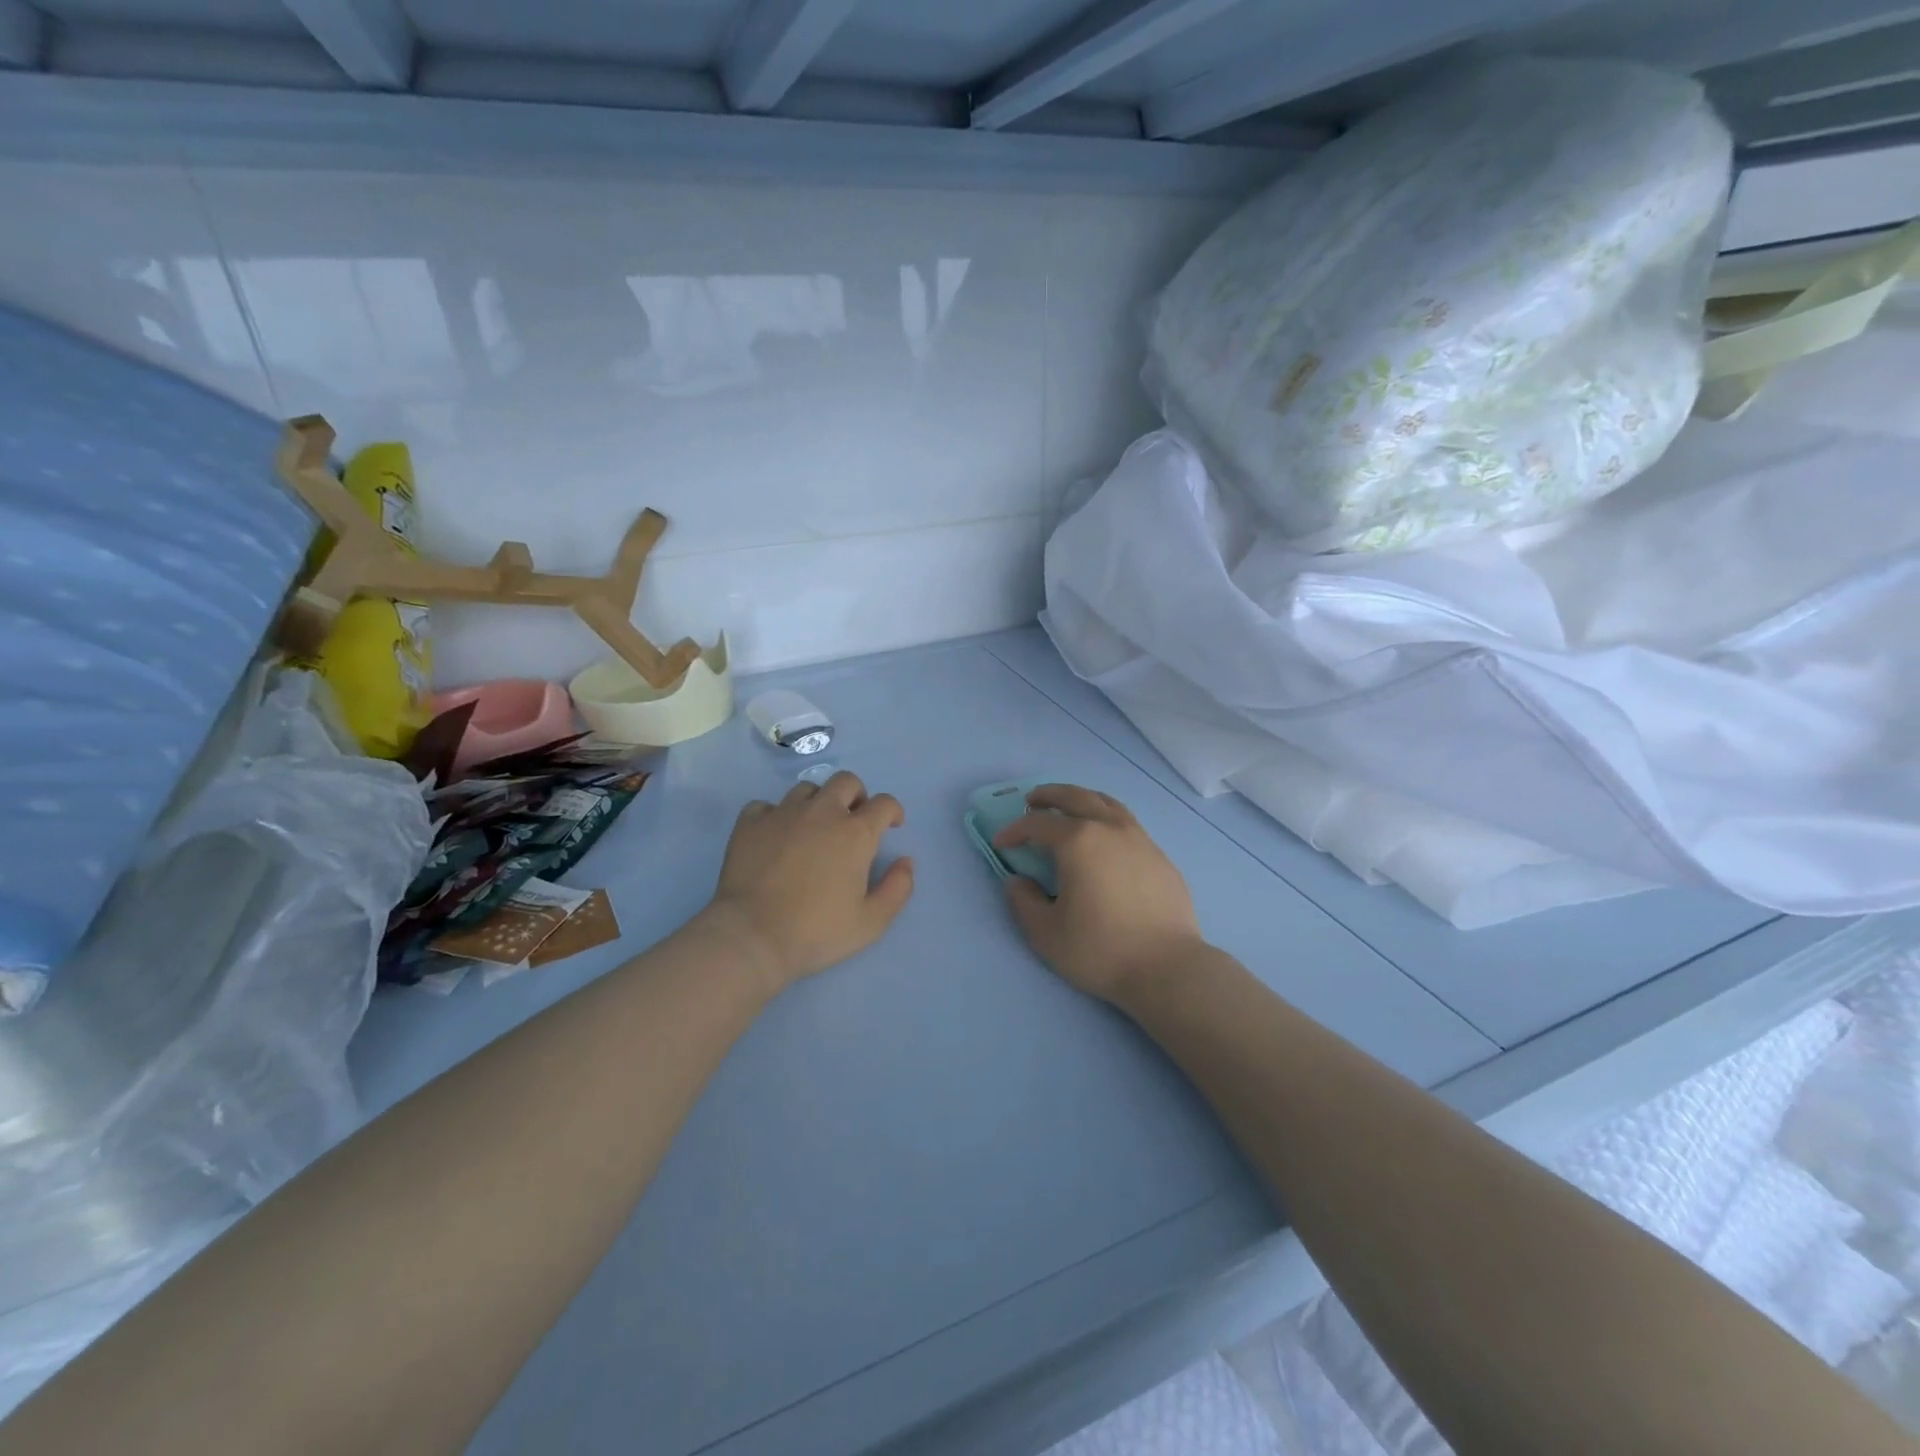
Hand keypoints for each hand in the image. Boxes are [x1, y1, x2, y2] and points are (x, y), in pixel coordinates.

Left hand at [702, 772, 913, 994]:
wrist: (752, 936)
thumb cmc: (816, 932)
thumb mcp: (871, 922)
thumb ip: (897, 889)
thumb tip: (906, 862)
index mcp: (855, 833)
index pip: (884, 803)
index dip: (892, 811)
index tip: (891, 826)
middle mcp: (821, 813)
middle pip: (846, 781)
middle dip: (856, 795)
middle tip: (853, 821)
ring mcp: (782, 814)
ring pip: (807, 789)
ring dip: (817, 803)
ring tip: (813, 828)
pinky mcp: (749, 824)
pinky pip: (766, 806)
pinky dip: (775, 815)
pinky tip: (775, 836)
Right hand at [994, 784, 1202, 1003]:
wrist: (1167, 967)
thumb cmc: (1100, 950)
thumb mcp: (1045, 933)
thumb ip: (1024, 902)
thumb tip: (1018, 882)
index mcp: (1078, 841)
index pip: (1037, 824)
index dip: (1015, 830)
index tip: (1001, 843)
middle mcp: (1109, 829)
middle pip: (1075, 797)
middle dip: (1049, 795)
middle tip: (1032, 801)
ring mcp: (1140, 840)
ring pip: (1107, 804)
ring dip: (1082, 799)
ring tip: (1069, 808)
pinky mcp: (1160, 857)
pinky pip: (1128, 824)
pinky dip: (1107, 819)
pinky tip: (1105, 840)